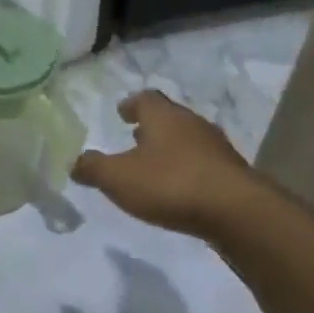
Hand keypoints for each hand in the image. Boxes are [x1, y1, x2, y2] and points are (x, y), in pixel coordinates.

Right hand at [71, 90, 260, 238]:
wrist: (238, 214)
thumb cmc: (170, 184)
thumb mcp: (117, 178)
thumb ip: (93, 168)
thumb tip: (74, 162)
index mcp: (163, 116)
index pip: (146, 98)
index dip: (131, 104)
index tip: (122, 113)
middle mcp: (192, 124)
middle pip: (169, 117)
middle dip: (151, 126)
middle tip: (135, 136)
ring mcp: (217, 149)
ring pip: (188, 140)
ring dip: (171, 148)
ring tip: (154, 165)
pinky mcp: (233, 175)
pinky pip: (204, 164)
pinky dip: (188, 170)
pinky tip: (179, 188)